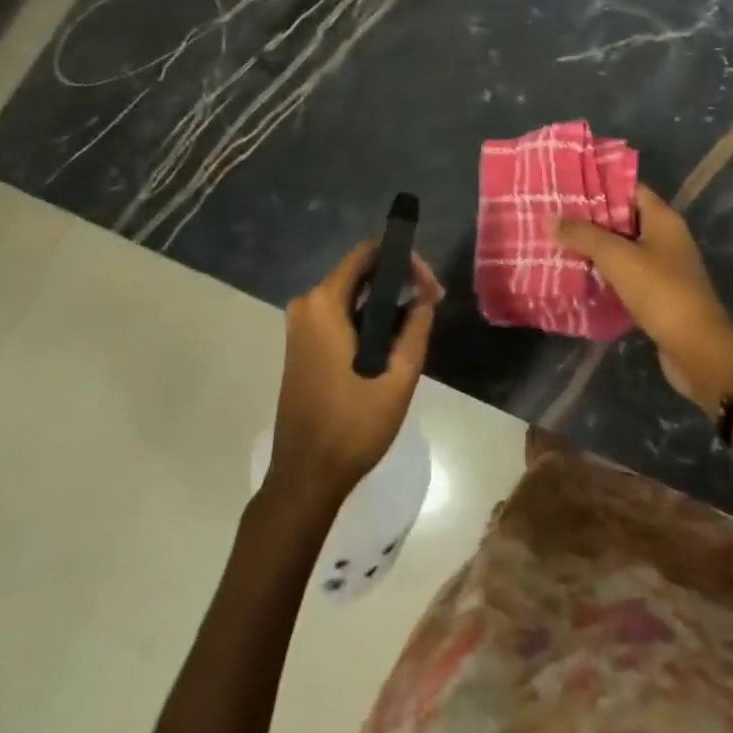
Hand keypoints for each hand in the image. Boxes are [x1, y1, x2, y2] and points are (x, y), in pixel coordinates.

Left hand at [268, 242, 442, 504]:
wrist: (305, 478)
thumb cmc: (351, 428)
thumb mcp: (397, 379)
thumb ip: (415, 330)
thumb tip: (425, 298)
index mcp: (324, 305)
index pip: (366, 254)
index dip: (402, 259)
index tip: (429, 284)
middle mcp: (307, 305)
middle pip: (359, 272)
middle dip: (397, 280)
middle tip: (432, 302)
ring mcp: (300, 326)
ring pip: (351, 294)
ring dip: (384, 301)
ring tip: (419, 319)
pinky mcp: (302, 345)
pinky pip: (339, 314)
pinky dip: (366, 317)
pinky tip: (392, 337)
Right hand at [556, 185, 732, 416]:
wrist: (696, 349)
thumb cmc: (660, 291)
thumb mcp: (617, 257)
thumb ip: (583, 235)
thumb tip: (550, 219)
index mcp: (663, 219)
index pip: (629, 189)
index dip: (599, 185)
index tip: (567, 187)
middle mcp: (666, 238)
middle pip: (623, 218)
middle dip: (591, 219)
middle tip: (555, 216)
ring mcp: (664, 268)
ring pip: (623, 249)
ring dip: (595, 248)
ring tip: (558, 243)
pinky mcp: (658, 295)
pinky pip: (626, 275)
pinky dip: (604, 274)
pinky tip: (578, 275)